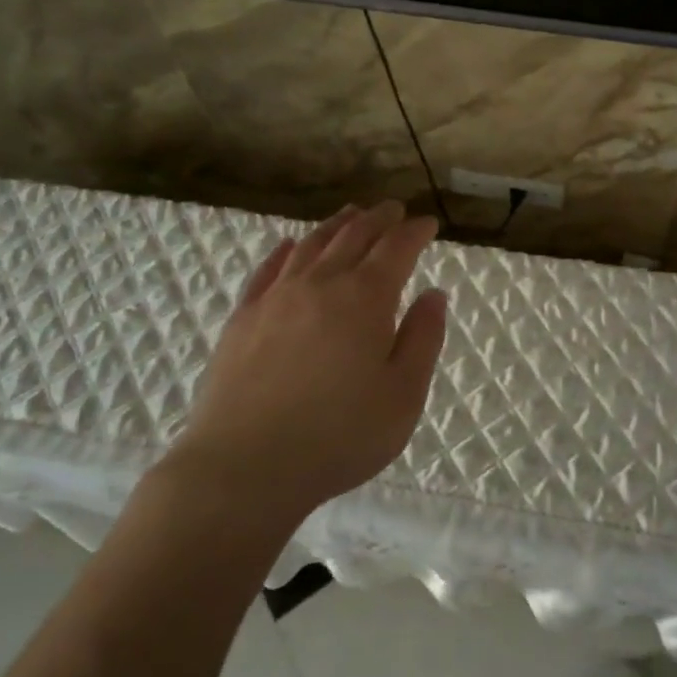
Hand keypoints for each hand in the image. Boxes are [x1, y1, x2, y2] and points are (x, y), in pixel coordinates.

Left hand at [167, 202, 448, 521]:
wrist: (244, 467)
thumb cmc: (338, 436)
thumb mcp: (403, 395)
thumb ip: (423, 339)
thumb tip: (433, 294)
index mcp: (365, 298)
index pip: (396, 248)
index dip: (414, 231)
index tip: (428, 223)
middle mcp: (321, 284)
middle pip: (353, 236)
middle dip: (378, 219)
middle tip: (393, 209)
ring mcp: (276, 297)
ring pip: (311, 244)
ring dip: (336, 225)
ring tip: (351, 213)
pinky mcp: (243, 318)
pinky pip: (268, 269)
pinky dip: (285, 250)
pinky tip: (289, 245)